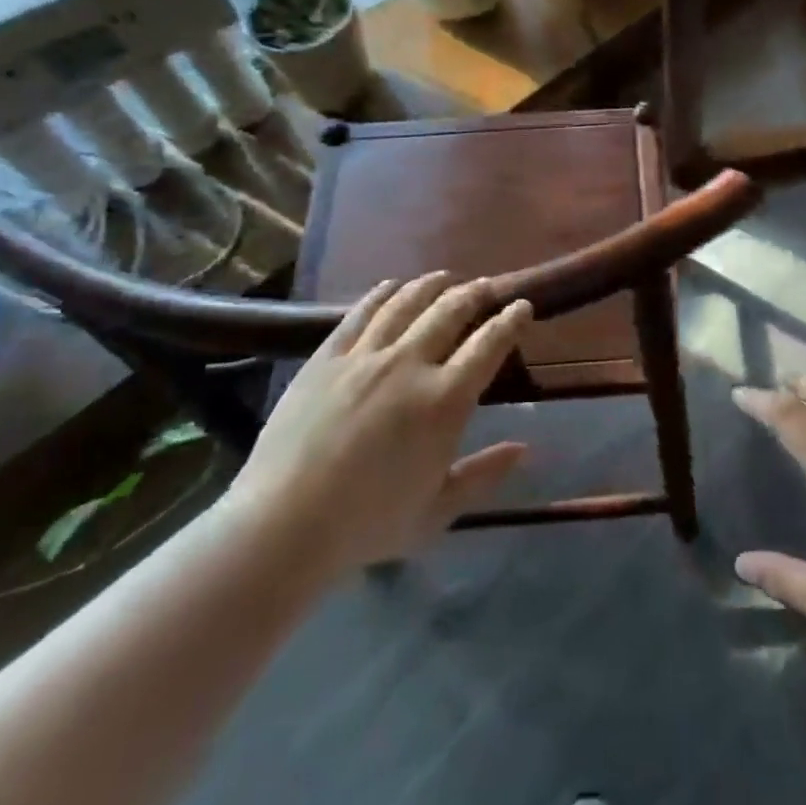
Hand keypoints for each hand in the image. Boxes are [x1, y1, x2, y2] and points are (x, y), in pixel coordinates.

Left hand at [224, 273, 532, 585]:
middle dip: (476, 293)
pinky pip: (360, 313)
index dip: (510, 320)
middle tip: (487, 287)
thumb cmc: (367, 525)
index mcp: (444, 400)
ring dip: (432, 285)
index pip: (489, 343)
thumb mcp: (437, 511)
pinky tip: (393, 286)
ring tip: (445, 277)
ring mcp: (364, 356)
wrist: (281, 526)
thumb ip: (484, 475)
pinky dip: (383, 293)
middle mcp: (409, 364)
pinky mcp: (326, 357)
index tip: (522, 306)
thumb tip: (524, 448)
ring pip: (407, 302)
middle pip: (451, 310)